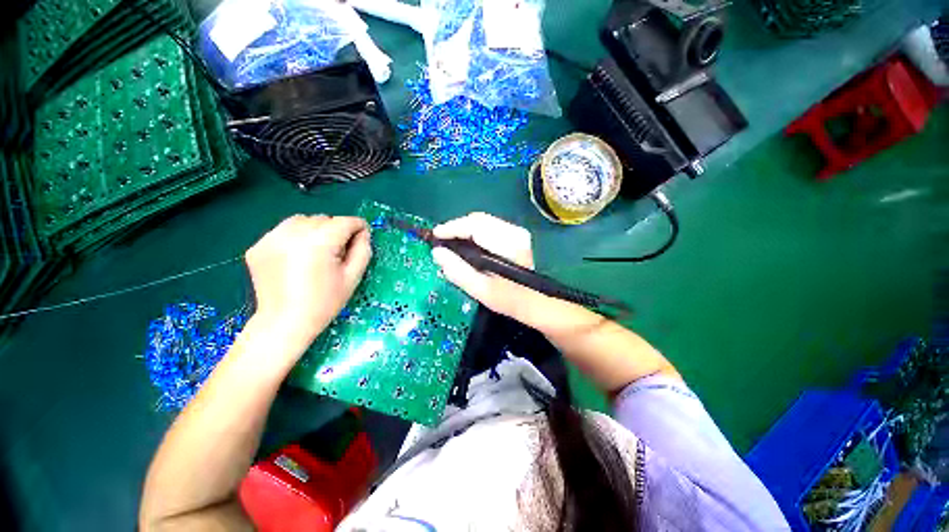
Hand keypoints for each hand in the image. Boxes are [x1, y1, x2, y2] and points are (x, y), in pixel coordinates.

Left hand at [245, 215, 370, 348]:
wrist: (285, 322)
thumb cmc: (325, 302)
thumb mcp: (353, 277)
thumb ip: (362, 250)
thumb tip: (362, 233)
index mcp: (319, 242)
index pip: (345, 222)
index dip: (358, 227)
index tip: (362, 236)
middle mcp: (293, 234)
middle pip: (324, 219)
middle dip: (336, 230)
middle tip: (338, 251)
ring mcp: (271, 238)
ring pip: (302, 220)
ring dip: (315, 230)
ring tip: (316, 252)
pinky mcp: (258, 246)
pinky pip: (284, 231)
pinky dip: (295, 238)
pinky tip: (296, 257)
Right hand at [431, 212, 546, 324]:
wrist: (534, 300)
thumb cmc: (508, 298)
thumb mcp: (480, 289)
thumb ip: (457, 271)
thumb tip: (437, 253)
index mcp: (507, 244)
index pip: (474, 226)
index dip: (452, 228)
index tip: (435, 235)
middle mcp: (513, 231)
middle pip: (477, 220)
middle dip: (457, 227)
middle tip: (442, 241)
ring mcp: (516, 231)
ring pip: (482, 221)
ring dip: (465, 230)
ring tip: (451, 243)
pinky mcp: (515, 234)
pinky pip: (488, 226)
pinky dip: (474, 232)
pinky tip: (467, 244)